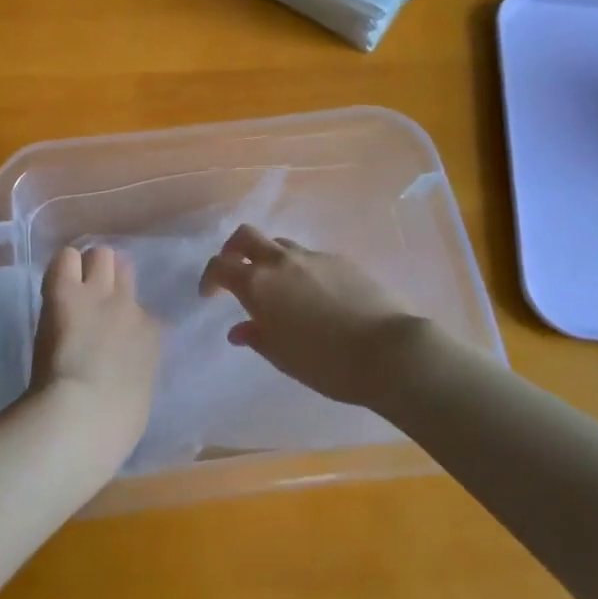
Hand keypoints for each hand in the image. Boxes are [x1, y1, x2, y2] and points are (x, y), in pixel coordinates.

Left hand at [30, 245, 162, 462]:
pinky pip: (66, 258)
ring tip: (71, 283)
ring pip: (100, 256)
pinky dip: (61, 267)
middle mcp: (130, 307)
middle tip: (90, 296)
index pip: (144, 312)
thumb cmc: (114, 423)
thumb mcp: (138, 393)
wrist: (84, 414)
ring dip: (86, 267)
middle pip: (124, 270)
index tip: (112, 327)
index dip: (125, 316)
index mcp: (151, 337)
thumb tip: (125, 370)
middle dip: (109, 277)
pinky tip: (54, 282)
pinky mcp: (65, 291)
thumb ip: (135, 371)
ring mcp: (98, 294)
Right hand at [199, 226, 441, 410]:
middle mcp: (280, 262)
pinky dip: (301, 270)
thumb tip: (240, 329)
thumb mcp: (282, 356)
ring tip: (278, 288)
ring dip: (270, 259)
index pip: (220, 266)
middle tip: (236, 271)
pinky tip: (316, 297)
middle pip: (245, 236)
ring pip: (280, 244)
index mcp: (257, 284)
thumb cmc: (325, 362)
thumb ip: (256, 337)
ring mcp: (313, 257)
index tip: (210, 295)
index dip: (210, 278)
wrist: (387, 351)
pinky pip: (310, 258)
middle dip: (233, 250)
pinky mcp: (341, 260)